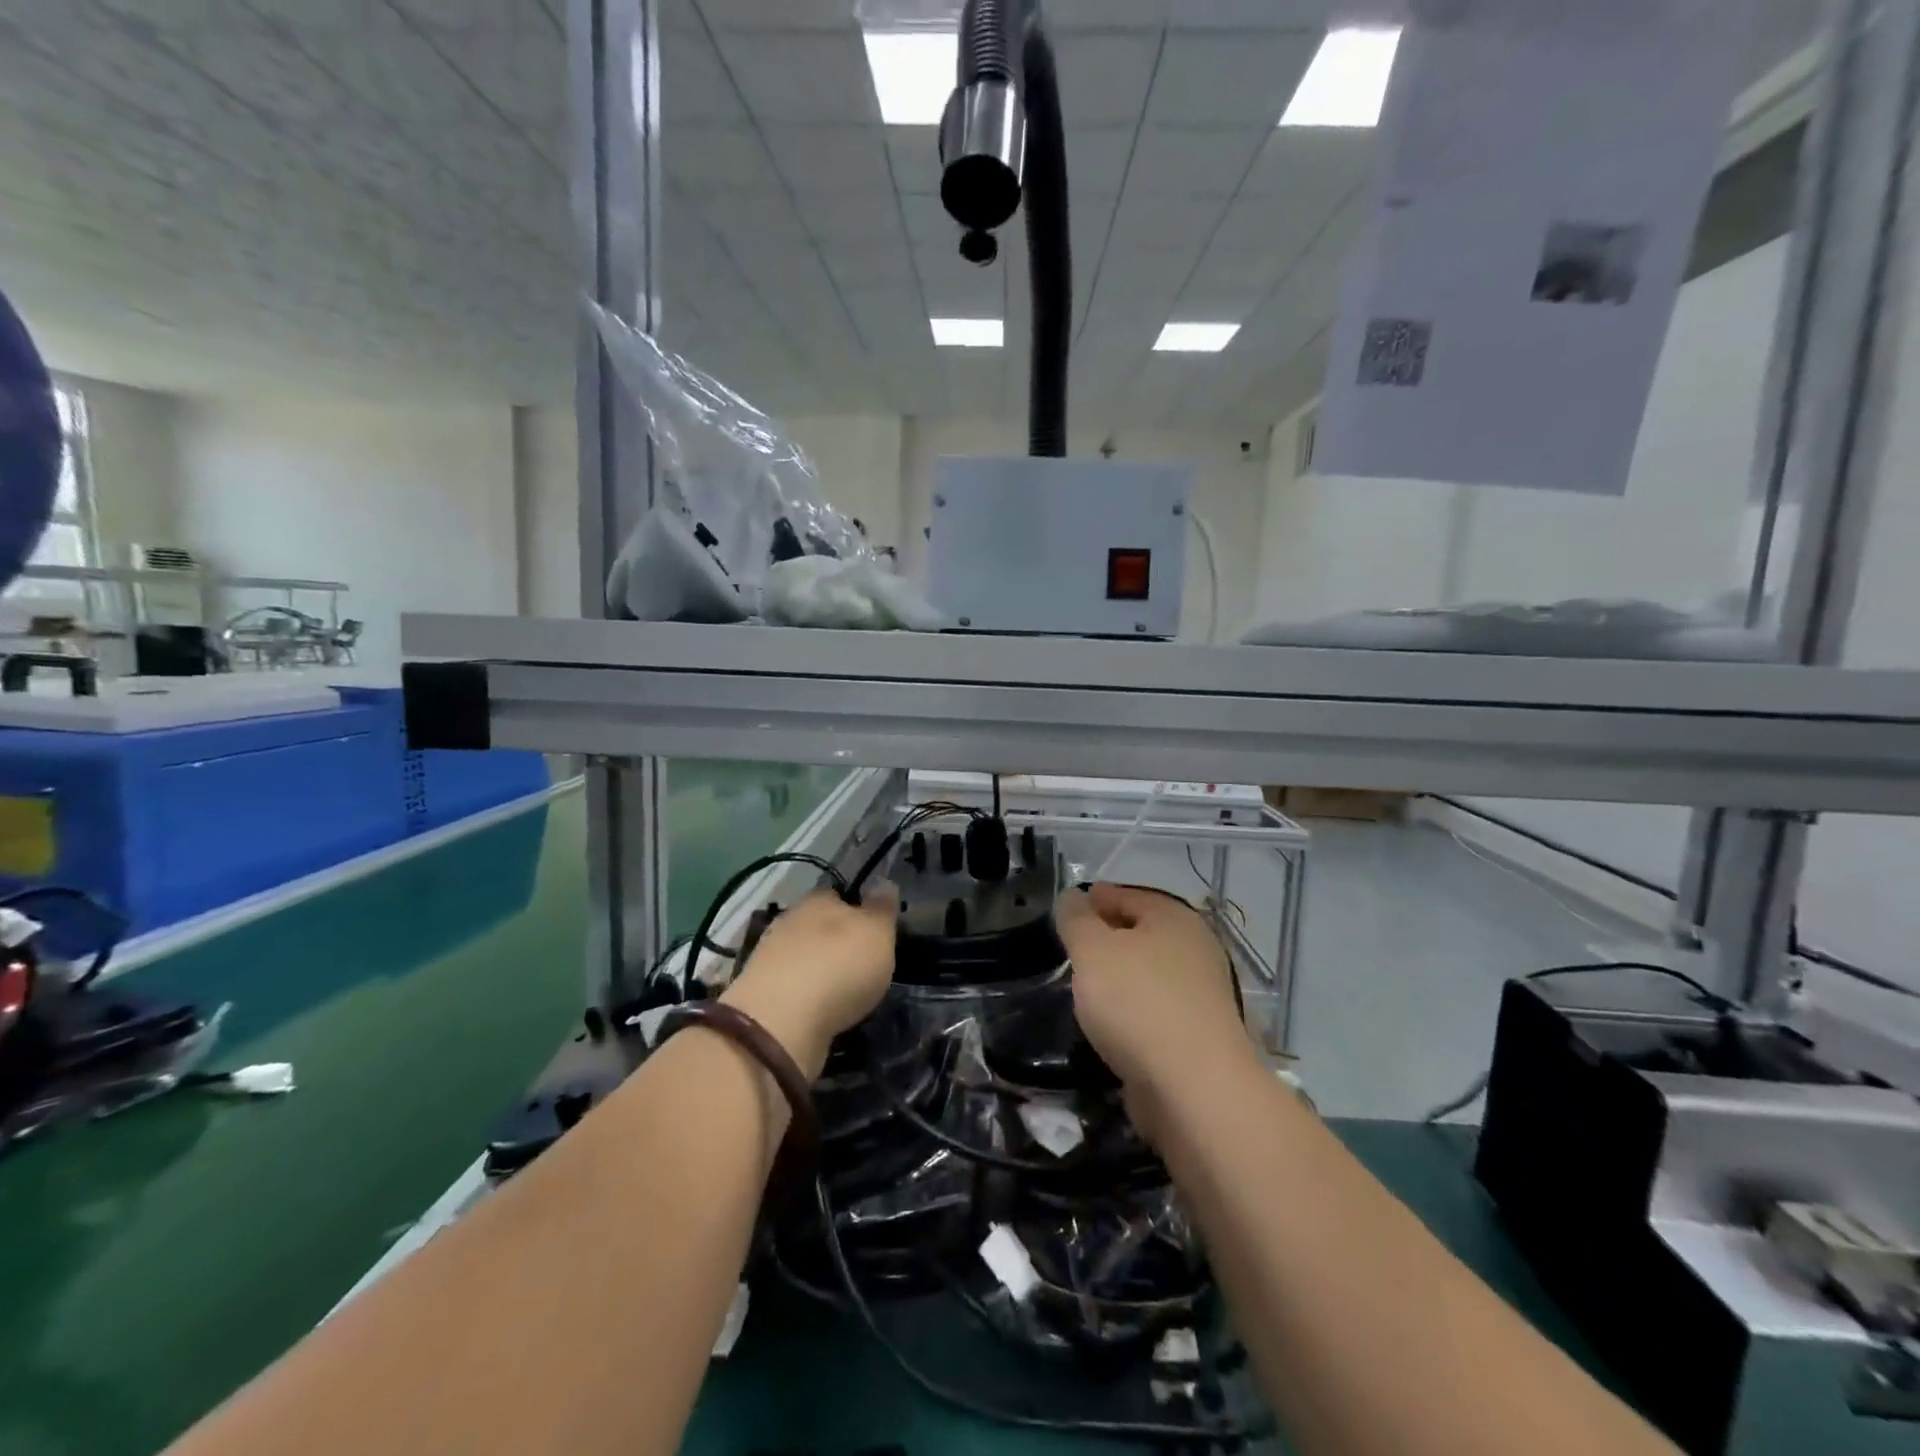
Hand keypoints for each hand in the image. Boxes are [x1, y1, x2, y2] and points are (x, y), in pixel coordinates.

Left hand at [719, 885, 897, 1078]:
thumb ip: (882, 908)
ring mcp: (770, 958)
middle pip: (818, 925)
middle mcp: (789, 921)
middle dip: (836, 941)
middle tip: (861, 963)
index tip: (873, 928)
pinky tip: (820, 1011)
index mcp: (818, 899)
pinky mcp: (760, 994)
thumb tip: (884, 882)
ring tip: (844, 993)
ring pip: (803, 956)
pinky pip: (791, 987)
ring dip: (819, 969)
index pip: (838, 894)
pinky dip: (805, 995)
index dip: (857, 908)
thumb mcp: (877, 933)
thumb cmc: (839, 966)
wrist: (780, 1023)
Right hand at [1055, 883, 1251, 1104]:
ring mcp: (1202, 993)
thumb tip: (1072, 897)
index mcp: (1174, 917)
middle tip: (1070, 949)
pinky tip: (1109, 1022)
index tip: (1066, 912)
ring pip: (1148, 972)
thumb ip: (1076, 919)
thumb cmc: (1138, 1003)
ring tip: (1084, 987)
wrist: (1194, 1088)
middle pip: (1141, 932)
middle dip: (1106, 937)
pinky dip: (1132, 1008)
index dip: (1094, 899)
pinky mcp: (1199, 1034)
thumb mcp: (1091, 950)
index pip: (1127, 895)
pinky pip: (1155, 1007)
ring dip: (1119, 976)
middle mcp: (1195, 948)